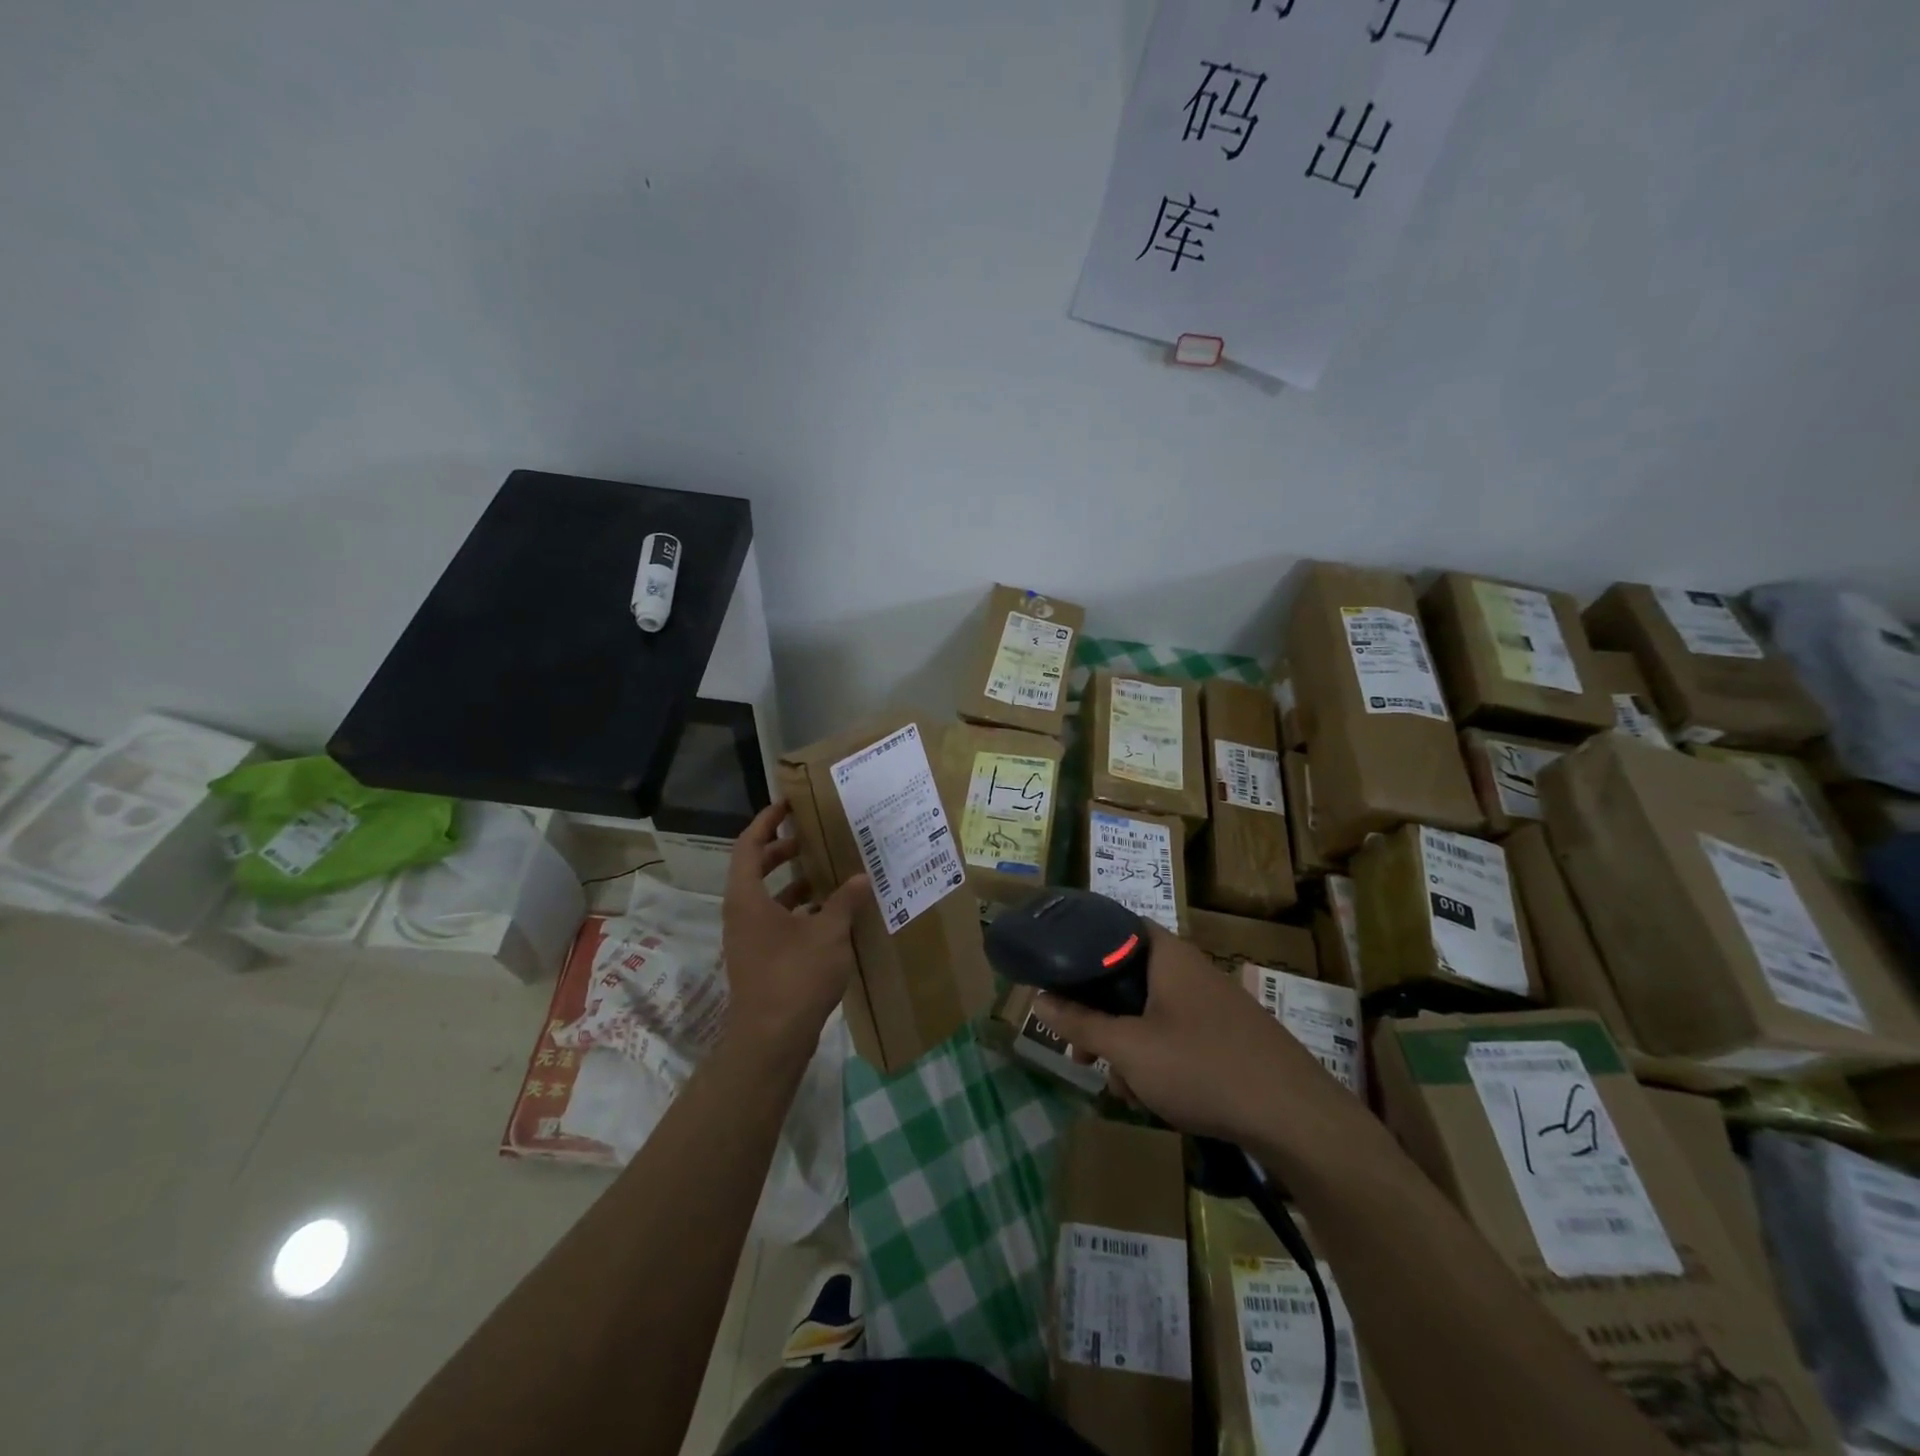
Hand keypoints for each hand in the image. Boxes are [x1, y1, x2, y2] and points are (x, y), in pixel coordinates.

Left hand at [721, 802, 869, 1063]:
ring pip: (765, 896)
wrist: (770, 1040)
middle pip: (755, 868)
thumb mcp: (828, 934)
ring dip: (792, 881)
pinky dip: (797, 909)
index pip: (749, 845)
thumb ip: (845, 901)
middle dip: (781, 850)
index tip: (788, 805)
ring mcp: (748, 938)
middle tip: (811, 837)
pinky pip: (775, 920)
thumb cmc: (795, 977)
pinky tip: (828, 914)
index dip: (767, 821)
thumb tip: (862, 877)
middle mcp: (741, 913)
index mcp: (747, 898)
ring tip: (827, 871)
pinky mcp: (759, 959)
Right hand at [1035, 924, 1333, 1145]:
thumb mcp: (1129, 1048)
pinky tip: (1153, 1099)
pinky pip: (1176, 1035)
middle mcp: (1190, 970)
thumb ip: (1081, 1022)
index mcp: (1167, 955)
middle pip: (1127, 978)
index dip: (1081, 946)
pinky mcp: (1226, 1037)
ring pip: (1149, 1013)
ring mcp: (1211, 1004)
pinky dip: (1157, 1059)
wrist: (1295, 1118)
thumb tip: (1037, 999)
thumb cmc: (1202, 1067)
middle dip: (1099, 1017)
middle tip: (1079, 1051)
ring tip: (1121, 1089)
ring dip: (1126, 1046)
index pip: (1115, 927)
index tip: (1055, 974)